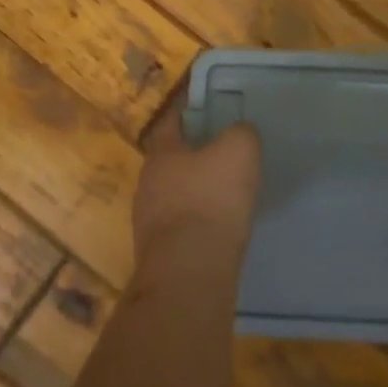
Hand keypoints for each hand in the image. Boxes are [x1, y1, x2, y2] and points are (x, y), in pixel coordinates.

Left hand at [133, 113, 261, 281]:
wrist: (189, 274)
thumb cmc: (211, 199)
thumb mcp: (238, 151)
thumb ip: (241, 133)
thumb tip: (240, 132)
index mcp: (160, 153)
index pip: (171, 122)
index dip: (189, 113)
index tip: (209, 112)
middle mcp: (146, 183)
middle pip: (170, 161)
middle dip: (193, 158)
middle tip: (222, 157)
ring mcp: (147, 222)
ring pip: (173, 197)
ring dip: (194, 195)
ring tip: (223, 197)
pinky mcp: (158, 255)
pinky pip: (179, 229)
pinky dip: (196, 226)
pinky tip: (217, 232)